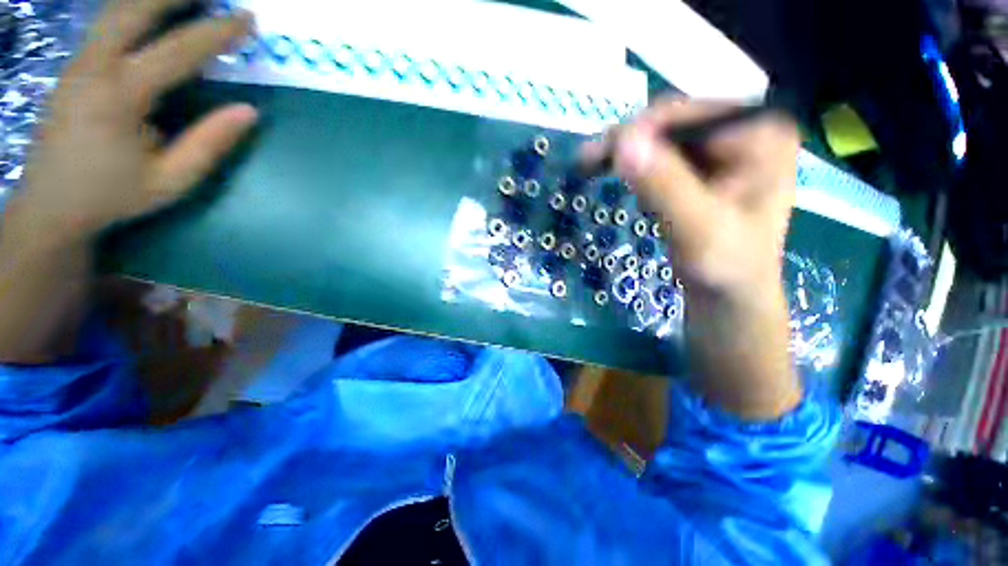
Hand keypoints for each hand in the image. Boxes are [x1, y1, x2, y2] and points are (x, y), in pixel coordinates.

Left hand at [15, 0, 258, 244]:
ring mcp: (78, 62)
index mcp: (119, 97)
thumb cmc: (113, 195)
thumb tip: (249, 112)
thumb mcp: (171, 180)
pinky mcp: (73, 66)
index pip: (177, 51)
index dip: (216, 32)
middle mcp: (94, 67)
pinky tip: (149, 11)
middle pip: (133, 9)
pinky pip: (106, 23)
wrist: (51, 205)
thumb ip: (210, 143)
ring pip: (115, 9)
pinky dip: (132, 8)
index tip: (248, 19)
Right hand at [583, 97, 798, 302]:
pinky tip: (615, 175)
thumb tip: (623, 142)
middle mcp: (744, 129)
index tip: (600, 154)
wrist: (729, 292)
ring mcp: (722, 147)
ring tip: (592, 166)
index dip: (641, 130)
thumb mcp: (698, 228)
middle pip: (674, 122)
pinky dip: (634, 165)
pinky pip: (661, 155)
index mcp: (761, 133)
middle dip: (628, 141)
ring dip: (625, 153)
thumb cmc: (726, 267)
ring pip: (662, 138)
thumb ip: (664, 186)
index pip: (691, 114)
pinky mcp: (702, 166)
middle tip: (588, 161)